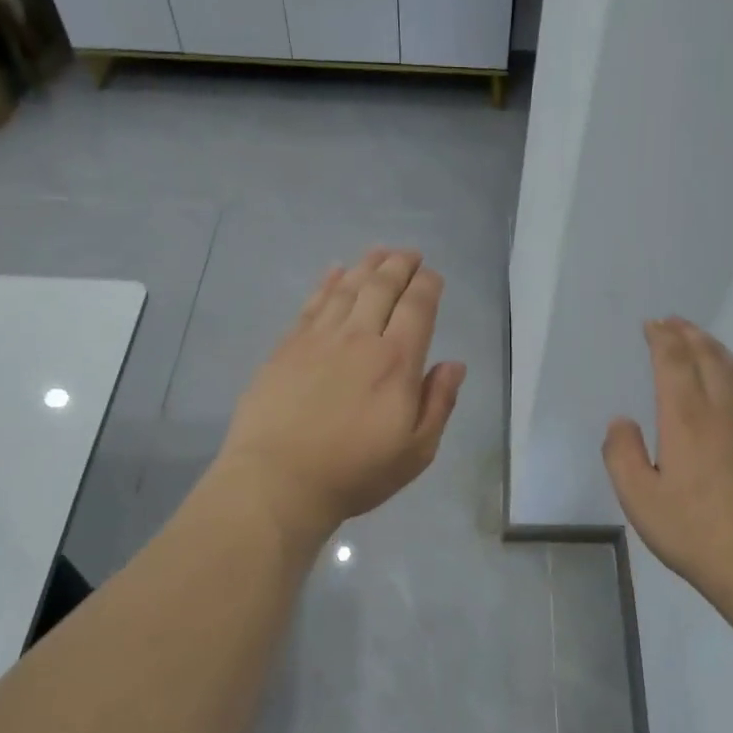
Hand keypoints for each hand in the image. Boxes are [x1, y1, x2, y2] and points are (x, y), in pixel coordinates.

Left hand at [215, 248, 465, 545]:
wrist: (278, 481)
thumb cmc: (355, 473)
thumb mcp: (416, 451)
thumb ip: (439, 403)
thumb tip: (454, 364)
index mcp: (396, 362)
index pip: (417, 308)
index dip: (428, 286)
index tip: (433, 276)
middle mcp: (359, 338)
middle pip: (382, 288)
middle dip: (400, 266)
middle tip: (410, 254)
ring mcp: (318, 339)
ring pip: (347, 288)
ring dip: (367, 266)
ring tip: (379, 252)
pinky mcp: (287, 347)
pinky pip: (312, 303)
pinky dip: (327, 282)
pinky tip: (335, 271)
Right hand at [603, 319, 732, 616]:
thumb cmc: (697, 533)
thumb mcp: (640, 501)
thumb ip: (622, 455)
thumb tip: (621, 422)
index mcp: (686, 418)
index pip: (674, 362)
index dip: (662, 338)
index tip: (651, 325)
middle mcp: (722, 409)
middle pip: (707, 355)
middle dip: (687, 334)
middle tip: (672, 321)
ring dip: (714, 346)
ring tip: (700, 339)